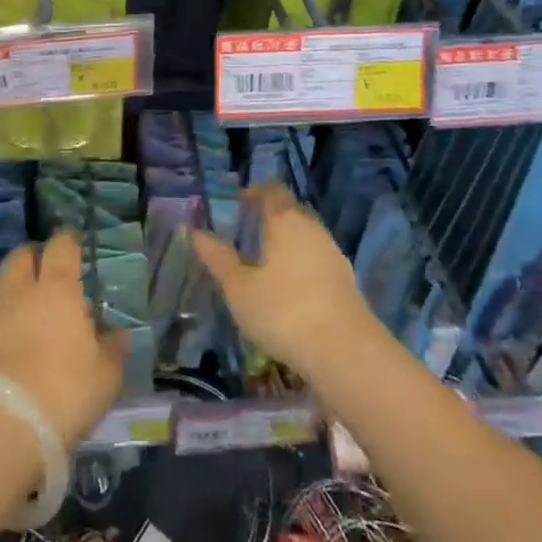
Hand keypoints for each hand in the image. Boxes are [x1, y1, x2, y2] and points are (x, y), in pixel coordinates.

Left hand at [0, 230, 128, 447]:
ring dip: (6, 283)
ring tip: (15, 301)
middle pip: (22, 255)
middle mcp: (19, 288)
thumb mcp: (104, 378)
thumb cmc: (61, 394)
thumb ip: (113, 350)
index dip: (67, 241)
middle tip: (43, 273)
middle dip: (33, 258)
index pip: (61, 246)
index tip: (72, 244)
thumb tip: (119, 333)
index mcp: (58, 289)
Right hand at [190, 185, 376, 379]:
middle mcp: (311, 227)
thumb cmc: (283, 311)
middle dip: (270, 216)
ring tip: (266, 262)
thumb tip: (196, 232)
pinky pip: (317, 258)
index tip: (238, 203)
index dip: (254, 192)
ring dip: (287, 241)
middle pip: (290, 210)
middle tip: (248, 232)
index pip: (271, 190)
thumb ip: (218, 257)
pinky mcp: (346, 279)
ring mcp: (333, 252)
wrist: (345, 351)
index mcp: (284, 220)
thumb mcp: (239, 288)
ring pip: (306, 235)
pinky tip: (291, 288)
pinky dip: (302, 263)